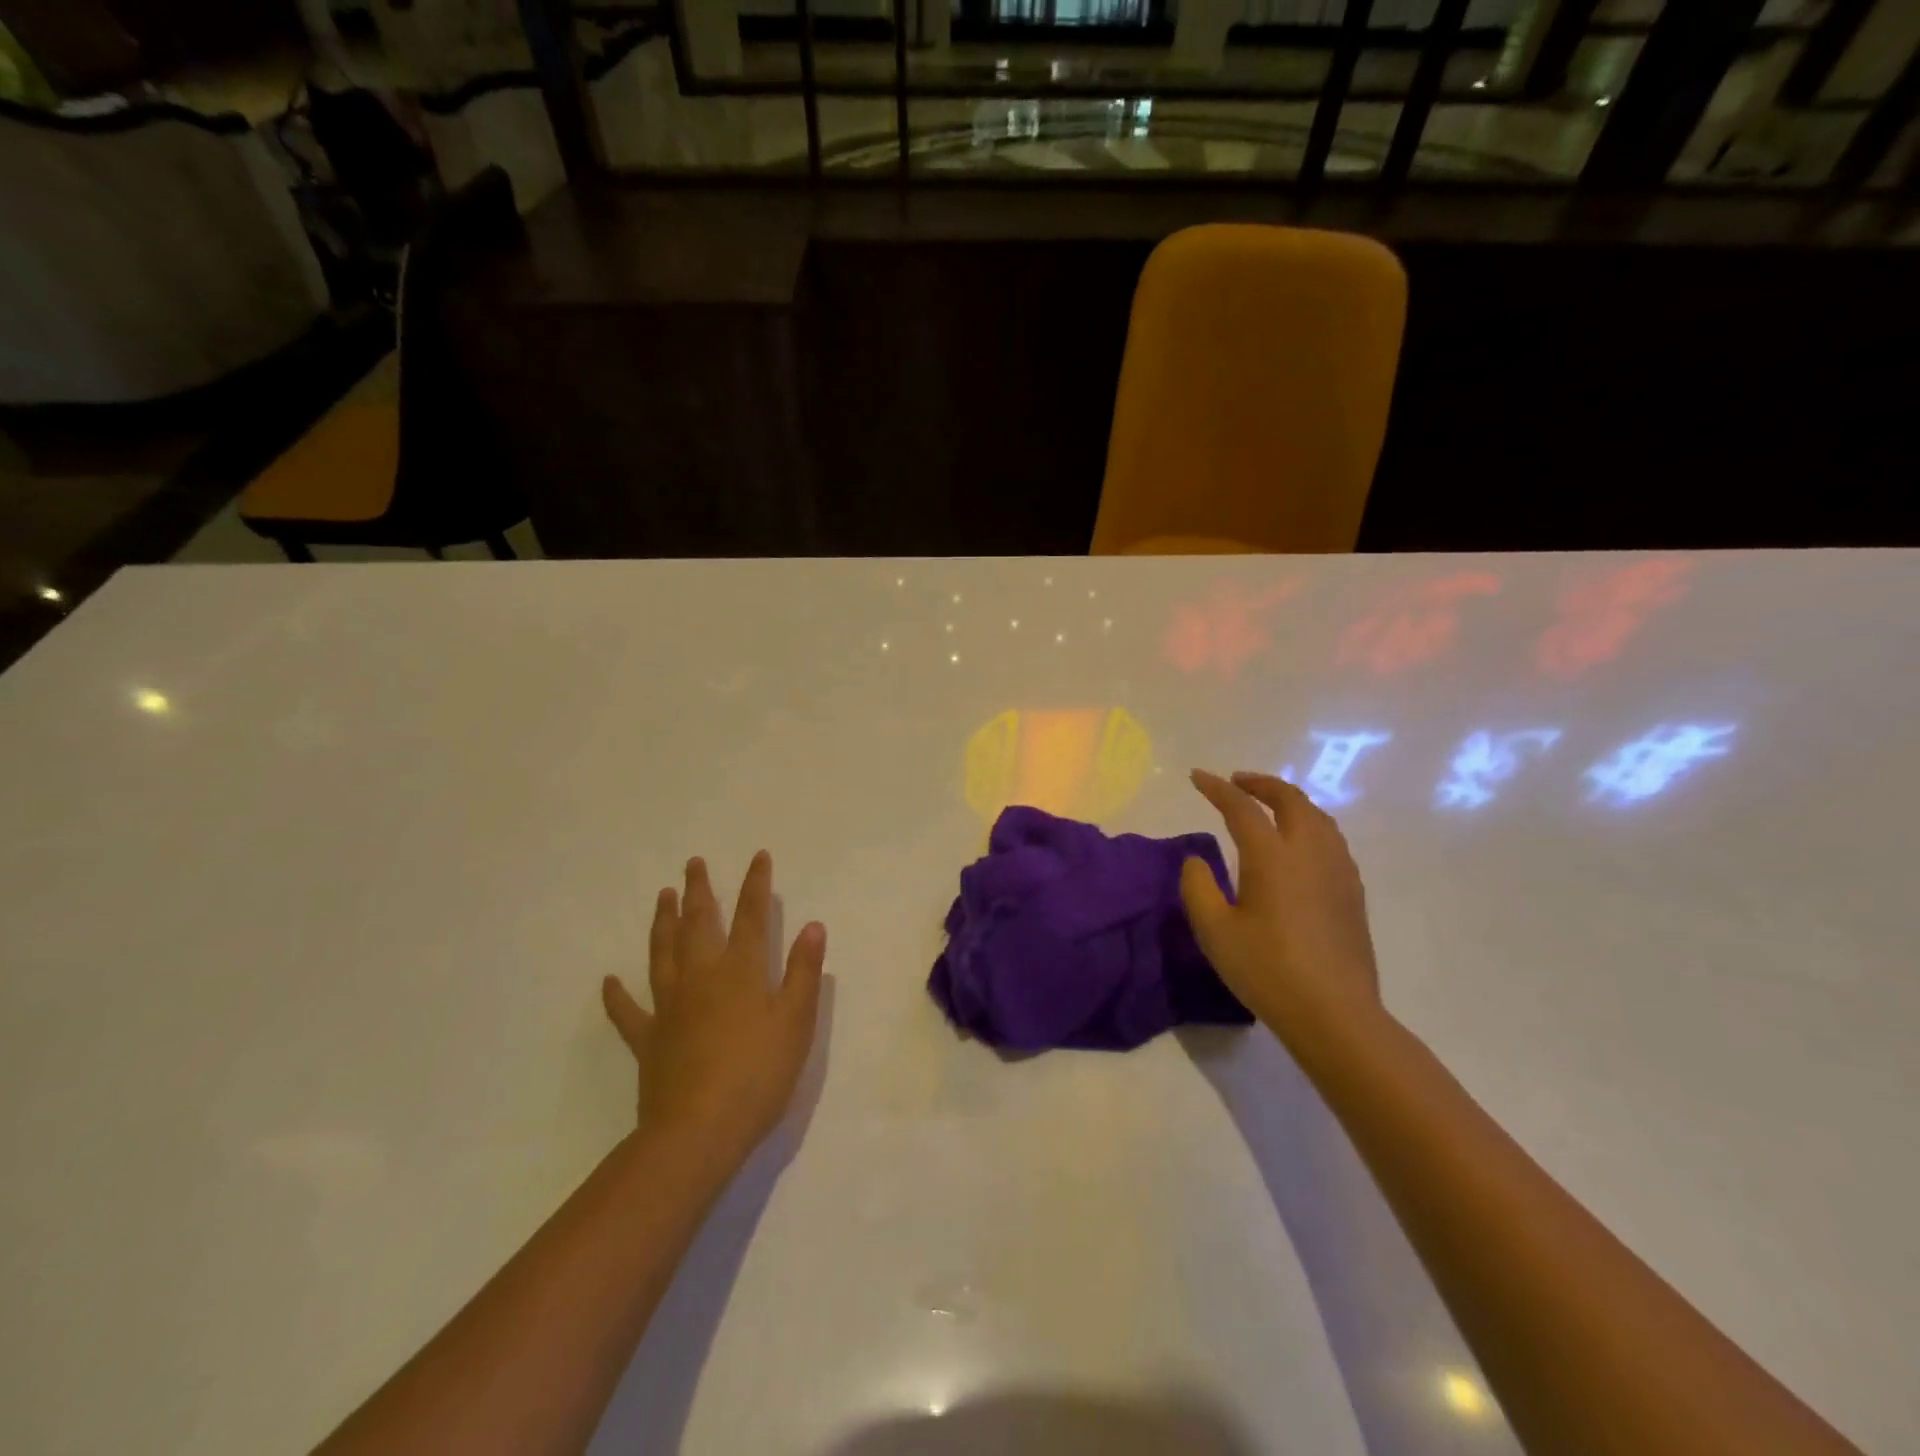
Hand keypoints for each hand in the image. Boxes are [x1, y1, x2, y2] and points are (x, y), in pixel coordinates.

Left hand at [602, 852, 825, 1165]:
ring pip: (663, 953)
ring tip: (662, 897)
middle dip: (700, 891)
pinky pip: (628, 1011)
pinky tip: (609, 981)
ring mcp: (670, 1006)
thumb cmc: (758, 1074)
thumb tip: (813, 926)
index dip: (756, 885)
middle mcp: (702, 977)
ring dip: (663, 922)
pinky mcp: (649, 1038)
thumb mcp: (796, 1022)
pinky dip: (617, 995)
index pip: (752, 917)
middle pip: (699, 924)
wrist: (699, 1131)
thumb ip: (804, 972)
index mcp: (741, 971)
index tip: (757, 856)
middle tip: (693, 863)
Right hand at [1180, 769, 1381, 1045]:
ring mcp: (1338, 870)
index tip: (1197, 777)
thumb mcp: (1214, 931)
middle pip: (1290, 799)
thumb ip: (1198, 887)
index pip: (1241, 807)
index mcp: (1272, 856)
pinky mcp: (1352, 891)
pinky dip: (1309, 824)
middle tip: (1237, 783)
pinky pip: (1331, 838)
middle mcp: (1309, 852)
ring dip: (1289, 801)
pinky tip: (1299, 845)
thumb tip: (1198, 860)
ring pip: (1317, 816)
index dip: (1217, 788)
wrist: (1334, 1013)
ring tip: (1268, 806)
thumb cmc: (1267, 970)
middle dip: (1261, 784)